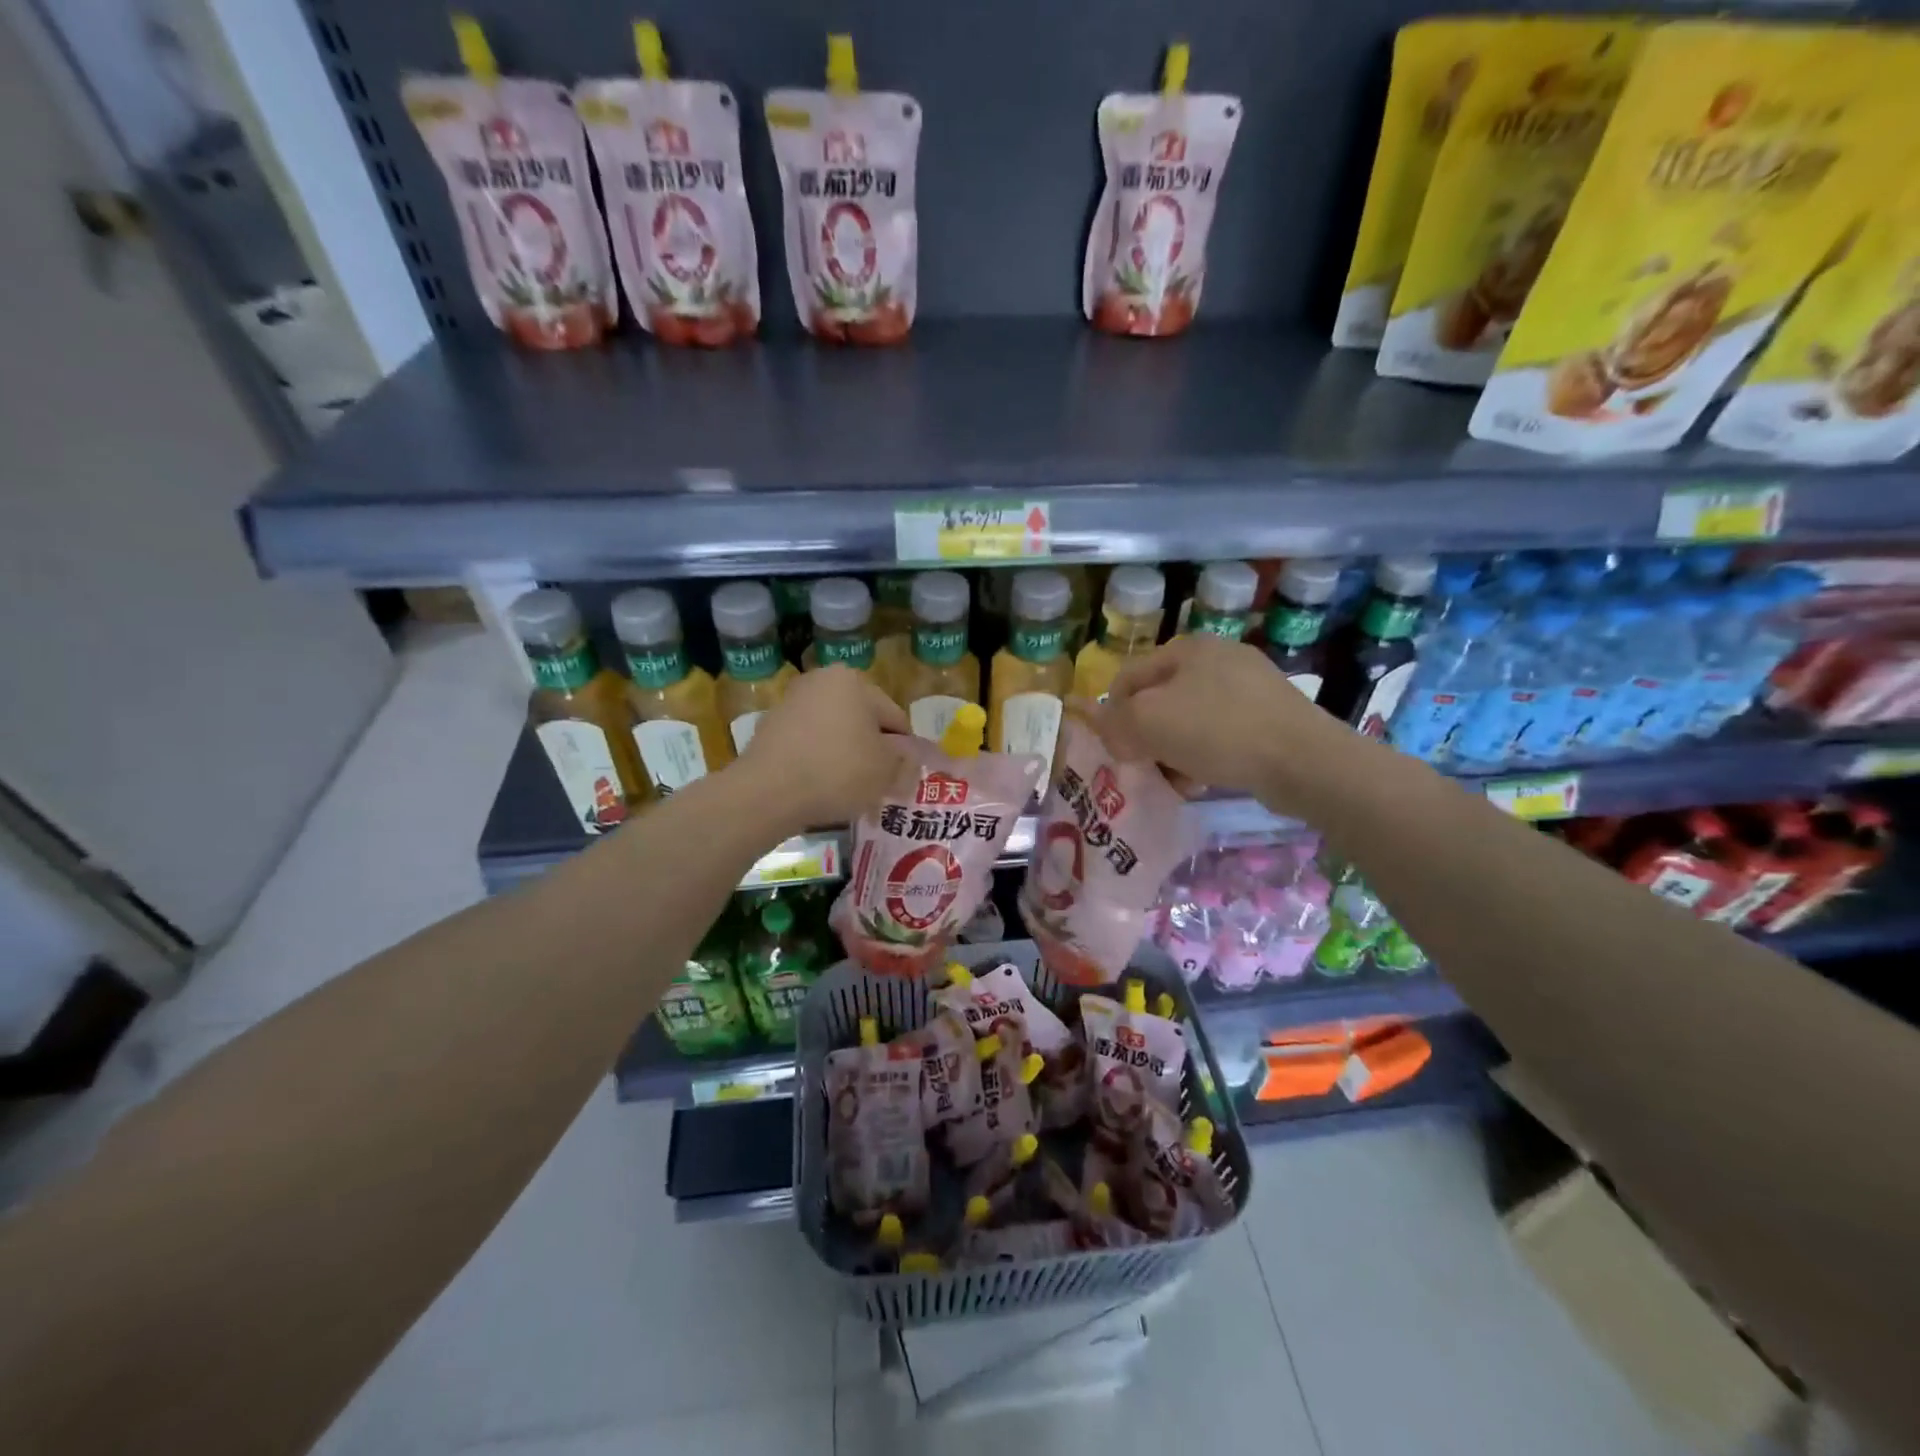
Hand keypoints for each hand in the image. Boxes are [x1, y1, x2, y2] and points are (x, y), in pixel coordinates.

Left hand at [737, 665, 909, 830]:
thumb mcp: (886, 770)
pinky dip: (820, 763)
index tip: (904, 778)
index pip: (895, 717)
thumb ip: (905, 761)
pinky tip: (822, 789)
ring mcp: (792, 704)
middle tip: (879, 786)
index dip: (905, 751)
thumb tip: (908, 759)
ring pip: (835, 734)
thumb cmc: (837, 771)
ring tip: (851, 793)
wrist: (767, 792)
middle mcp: (821, 682)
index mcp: (853, 681)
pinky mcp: (770, 729)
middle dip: (873, 753)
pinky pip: (809, 746)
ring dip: (847, 758)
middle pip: (862, 722)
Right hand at [1093, 634, 1361, 815]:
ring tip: (1180, 779)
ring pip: (1189, 720)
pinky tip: (1208, 778)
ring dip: (1174, 751)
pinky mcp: (1270, 713)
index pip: (1127, 678)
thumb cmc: (1217, 731)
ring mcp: (1248, 684)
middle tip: (1149, 768)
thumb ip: (1114, 721)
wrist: (1303, 760)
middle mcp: (1217, 656)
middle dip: (1147, 737)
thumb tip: (1111, 729)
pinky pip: (1221, 733)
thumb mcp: (1148, 722)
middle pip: (1158, 700)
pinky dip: (1207, 755)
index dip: (1113, 716)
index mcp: (1186, 647)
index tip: (1120, 752)